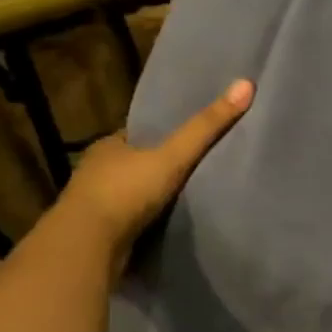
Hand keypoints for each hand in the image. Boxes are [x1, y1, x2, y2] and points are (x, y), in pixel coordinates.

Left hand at [61, 78, 252, 245]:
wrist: (86, 247)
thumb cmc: (125, 192)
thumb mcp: (172, 156)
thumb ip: (206, 127)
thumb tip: (245, 84)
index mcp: (108, 147)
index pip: (138, 135)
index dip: (161, 136)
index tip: (186, 140)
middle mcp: (96, 172)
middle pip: (134, 164)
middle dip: (156, 168)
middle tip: (191, 170)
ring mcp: (94, 205)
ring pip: (129, 194)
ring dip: (149, 198)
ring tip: (184, 199)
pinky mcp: (98, 234)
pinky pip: (128, 221)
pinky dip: (144, 222)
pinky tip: (165, 224)